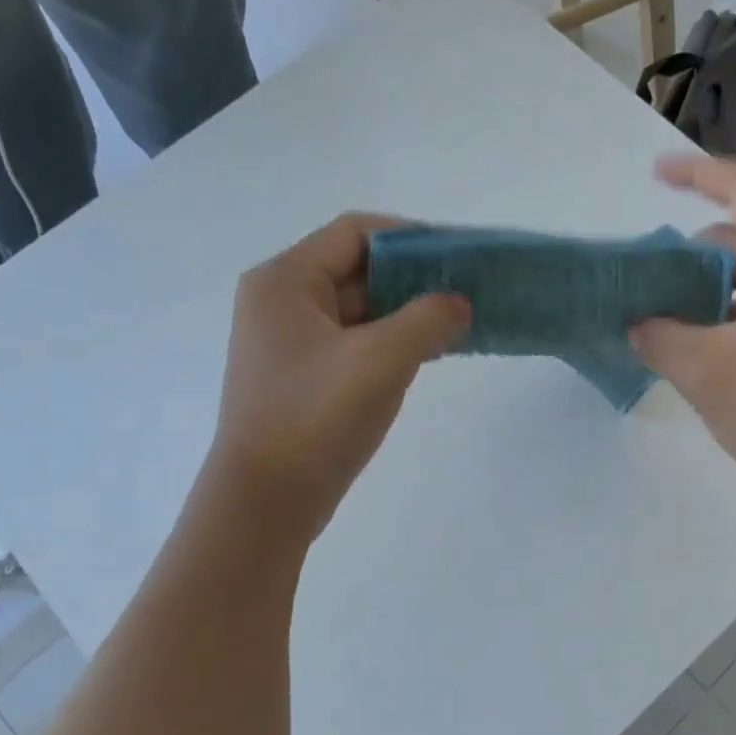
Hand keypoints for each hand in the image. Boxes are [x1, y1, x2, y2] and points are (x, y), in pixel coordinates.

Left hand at [209, 214, 468, 543]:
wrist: (267, 501)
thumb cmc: (316, 419)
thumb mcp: (381, 360)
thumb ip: (428, 319)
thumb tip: (458, 303)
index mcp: (286, 281)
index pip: (357, 233)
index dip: (413, 238)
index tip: (461, 258)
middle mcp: (281, 302)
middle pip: (359, 269)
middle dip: (416, 279)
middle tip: (468, 293)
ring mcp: (290, 342)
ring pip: (360, 310)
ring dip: (408, 313)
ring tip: (458, 325)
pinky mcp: (304, 377)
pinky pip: (355, 343)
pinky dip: (393, 342)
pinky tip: (430, 354)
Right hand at [631, 156, 735, 523]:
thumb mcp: (705, 369)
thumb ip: (658, 335)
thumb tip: (634, 322)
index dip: (696, 174)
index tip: (653, 175)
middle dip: (689, 250)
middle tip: (642, 277)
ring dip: (701, 290)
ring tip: (655, 315)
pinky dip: (721, 318)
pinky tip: (688, 347)